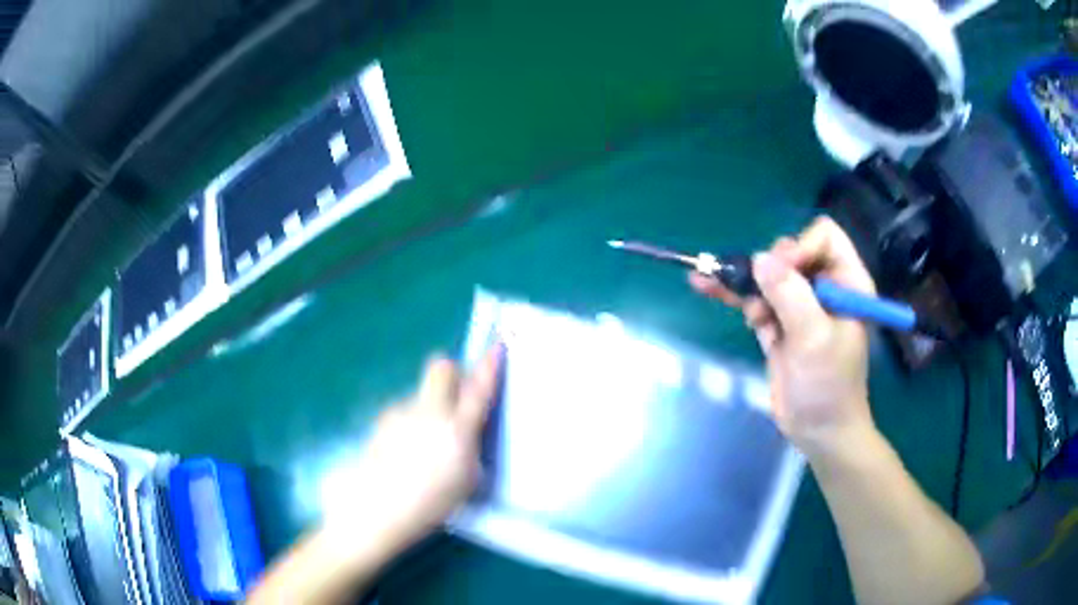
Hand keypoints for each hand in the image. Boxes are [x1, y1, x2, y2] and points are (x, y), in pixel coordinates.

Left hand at [336, 345, 501, 548]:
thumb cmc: (430, 505)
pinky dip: (411, 423)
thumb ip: (470, 447)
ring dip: (430, 406)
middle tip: (457, 398)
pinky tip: (403, 452)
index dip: (490, 366)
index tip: (498, 345)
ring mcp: (401, 413)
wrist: (376, 510)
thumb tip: (467, 429)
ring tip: (424, 447)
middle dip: (453, 374)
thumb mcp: (466, 482)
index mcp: (456, 430)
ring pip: (422, 393)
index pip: (478, 389)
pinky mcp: (382, 420)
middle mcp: (428, 412)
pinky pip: (405, 411)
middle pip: (441, 367)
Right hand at [689, 217, 876, 456]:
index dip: (800, 247)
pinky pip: (754, 299)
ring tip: (739, 306)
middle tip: (765, 301)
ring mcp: (799, 305)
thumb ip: (790, 295)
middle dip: (772, 271)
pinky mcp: (778, 324)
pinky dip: (731, 294)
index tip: (785, 274)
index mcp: (846, 282)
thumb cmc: (828, 385)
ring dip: (748, 286)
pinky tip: (703, 284)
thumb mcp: (813, 338)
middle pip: (791, 252)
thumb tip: (759, 260)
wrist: (818, 430)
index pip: (823, 236)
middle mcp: (824, 286)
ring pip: (768, 275)